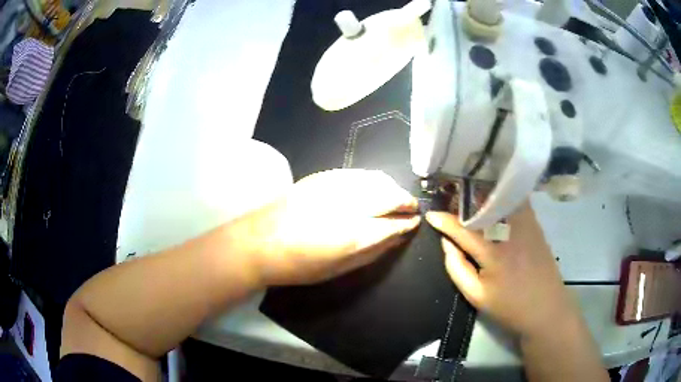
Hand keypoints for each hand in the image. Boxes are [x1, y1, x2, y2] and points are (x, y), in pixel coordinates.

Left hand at [235, 169, 420, 285]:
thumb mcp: (339, 269)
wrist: (260, 241)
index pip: (393, 223)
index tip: (415, 222)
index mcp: (354, 234)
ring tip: (396, 197)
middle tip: (411, 208)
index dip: (407, 223)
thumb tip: (396, 238)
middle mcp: (349, 205)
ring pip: (376, 179)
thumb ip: (372, 252)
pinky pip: (358, 173)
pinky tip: (374, 187)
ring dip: (391, 187)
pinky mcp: (323, 176)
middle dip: (405, 201)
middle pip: (389, 195)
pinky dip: (373, 179)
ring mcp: (335, 186)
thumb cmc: (299, 265)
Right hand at [426, 204, 579, 337]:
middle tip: (450, 203)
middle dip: (462, 201)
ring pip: (501, 199)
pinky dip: (503, 196)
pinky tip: (495, 200)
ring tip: (469, 197)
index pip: (463, 229)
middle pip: (482, 206)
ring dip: (482, 195)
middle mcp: (510, 232)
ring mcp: (526, 225)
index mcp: (493, 253)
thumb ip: (457, 268)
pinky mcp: (536, 225)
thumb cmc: (509, 307)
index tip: (431, 215)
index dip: (444, 220)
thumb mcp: (476, 296)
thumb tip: (446, 243)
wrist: (546, 309)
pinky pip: (517, 202)